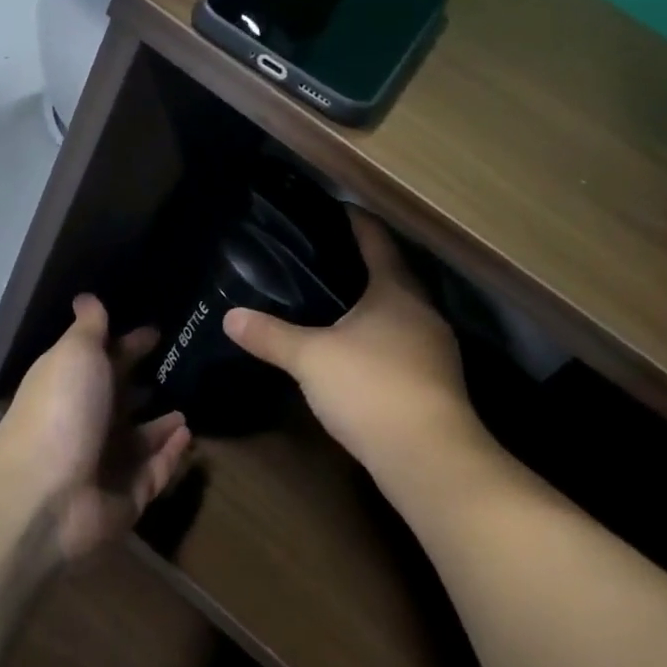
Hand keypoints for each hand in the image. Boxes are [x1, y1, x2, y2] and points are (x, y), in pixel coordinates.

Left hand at [0, 294, 192, 563]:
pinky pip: (155, 472)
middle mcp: (89, 422)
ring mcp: (107, 463)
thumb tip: (86, 296)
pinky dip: (171, 455)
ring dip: (161, 425)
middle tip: (185, 369)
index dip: (130, 344)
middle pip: (122, 400)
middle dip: (146, 385)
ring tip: (189, 408)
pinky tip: (189, 435)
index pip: (107, 359)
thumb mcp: (75, 353)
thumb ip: (89, 327)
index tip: (158, 331)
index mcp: (74, 385)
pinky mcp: (127, 497)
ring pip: (140, 440)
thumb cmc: (62, 410)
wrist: (44, 494)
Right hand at [223, 209, 480, 479]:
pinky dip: (381, 339)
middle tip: (322, 258)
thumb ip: (271, 336)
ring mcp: (435, 349)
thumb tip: (230, 316)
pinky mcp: (437, 382)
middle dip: (362, 264)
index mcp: (396, 290)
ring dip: (373, 305)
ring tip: (334, 304)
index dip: (356, 221)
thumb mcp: (311, 358)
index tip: (334, 208)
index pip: (377, 240)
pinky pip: (404, 345)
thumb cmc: (370, 388)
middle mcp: (422, 311)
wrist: (429, 458)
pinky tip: (357, 354)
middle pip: (393, 274)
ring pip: (401, 313)